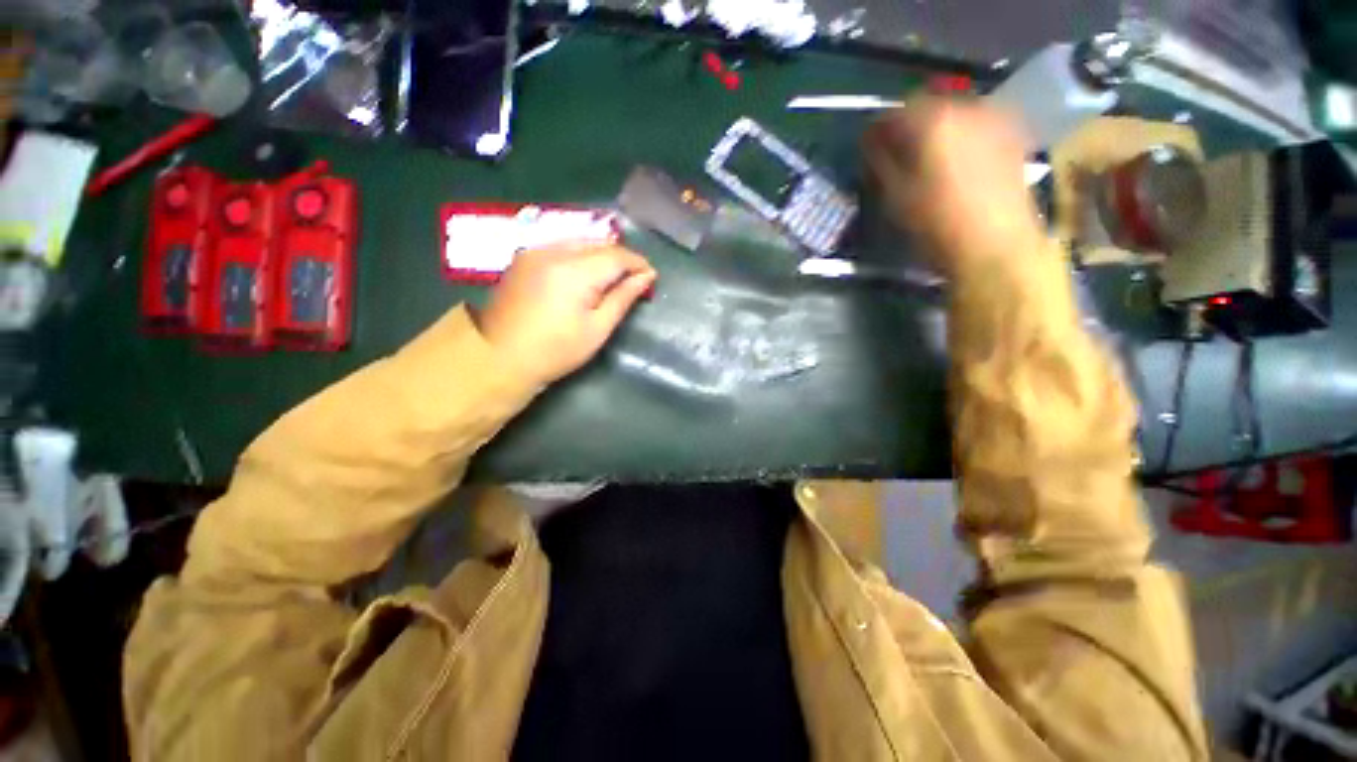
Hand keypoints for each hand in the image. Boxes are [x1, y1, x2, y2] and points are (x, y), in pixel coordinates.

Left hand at [476, 244, 656, 384]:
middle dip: (620, 258)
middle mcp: (553, 251)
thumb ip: (622, 298)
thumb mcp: (597, 329)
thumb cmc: (556, 350)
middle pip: (598, 243)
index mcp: (574, 272)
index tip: (651, 276)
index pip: (616, 255)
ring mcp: (535, 251)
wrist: (500, 357)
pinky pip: (561, 246)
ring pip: (580, 241)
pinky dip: (580, 255)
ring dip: (601, 254)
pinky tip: (586, 273)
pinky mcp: (524, 257)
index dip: (638, 263)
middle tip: (634, 278)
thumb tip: (646, 277)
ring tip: (613, 276)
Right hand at [863, 98, 1044, 273]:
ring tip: (926, 160)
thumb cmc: (936, 224)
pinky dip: (959, 136)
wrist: (996, 245)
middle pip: (927, 107)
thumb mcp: (895, 196)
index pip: (894, 113)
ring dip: (935, 131)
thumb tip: (872, 143)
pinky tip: (955, 161)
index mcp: (932, 120)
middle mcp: (965, 107)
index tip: (868, 151)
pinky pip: (976, 124)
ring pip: (953, 114)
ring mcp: (994, 118)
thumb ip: (880, 162)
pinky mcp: (1012, 135)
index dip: (877, 131)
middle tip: (896, 156)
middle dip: (907, 128)